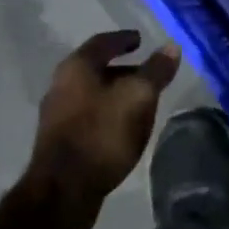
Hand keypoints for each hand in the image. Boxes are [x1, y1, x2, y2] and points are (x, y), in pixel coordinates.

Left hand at [27, 31, 181, 220]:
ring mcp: (58, 113)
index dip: (124, 39)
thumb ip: (156, 71)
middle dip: (123, 68)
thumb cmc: (103, 133)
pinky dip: (109, 110)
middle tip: (148, 72)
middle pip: (96, 67)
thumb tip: (171, 47)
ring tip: (142, 100)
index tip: (141, 40)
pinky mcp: (61, 139)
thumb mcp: (139, 97)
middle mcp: (61, 85)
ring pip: (93, 92)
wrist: (64, 189)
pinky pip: (90, 113)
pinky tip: (125, 124)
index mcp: (77, 68)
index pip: (103, 42)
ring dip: (117, 91)